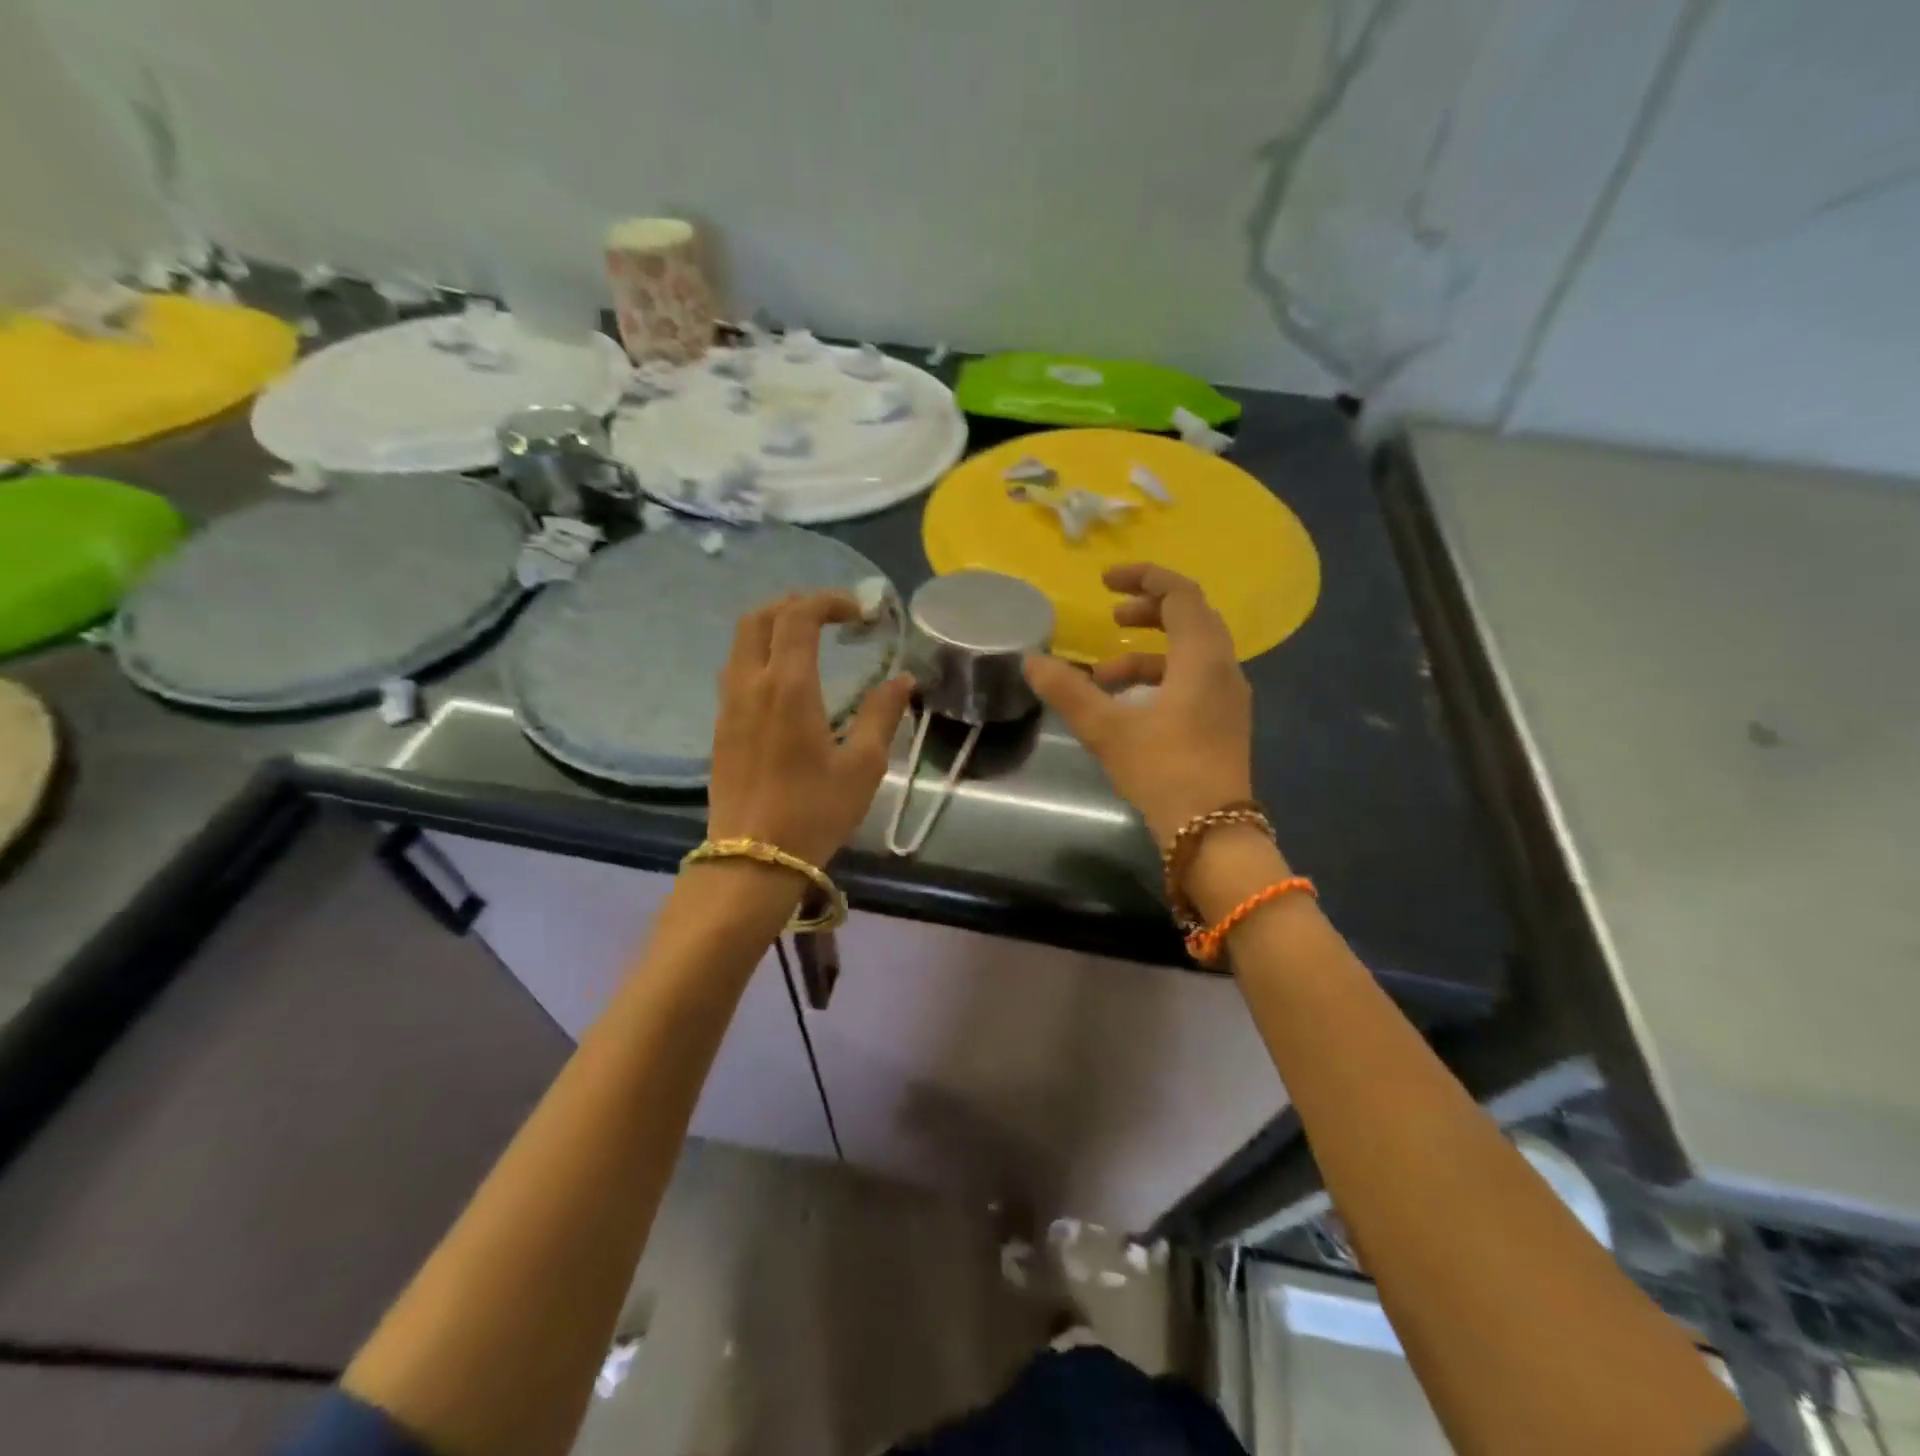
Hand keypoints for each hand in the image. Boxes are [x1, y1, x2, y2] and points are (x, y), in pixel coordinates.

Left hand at [708, 591, 914, 867]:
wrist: (752, 860)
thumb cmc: (814, 813)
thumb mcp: (863, 766)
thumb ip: (883, 714)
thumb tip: (903, 679)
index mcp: (789, 688)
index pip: (798, 617)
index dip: (828, 601)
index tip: (860, 613)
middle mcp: (751, 685)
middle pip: (759, 618)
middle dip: (794, 604)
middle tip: (830, 616)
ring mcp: (729, 706)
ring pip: (741, 643)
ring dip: (773, 627)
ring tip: (809, 641)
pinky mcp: (721, 727)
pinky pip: (735, 671)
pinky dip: (760, 655)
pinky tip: (786, 682)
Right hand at [1023, 564, 1254, 844]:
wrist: (1213, 833)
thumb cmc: (1162, 770)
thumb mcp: (1107, 728)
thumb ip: (1068, 690)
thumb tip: (1031, 661)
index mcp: (1202, 657)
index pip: (1180, 594)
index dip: (1143, 578)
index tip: (1105, 581)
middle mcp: (1224, 668)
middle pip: (1190, 619)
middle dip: (1147, 613)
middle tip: (1111, 620)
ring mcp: (1229, 697)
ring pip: (1190, 654)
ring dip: (1146, 655)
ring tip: (1102, 678)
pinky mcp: (1225, 722)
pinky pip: (1194, 680)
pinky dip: (1160, 679)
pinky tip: (1129, 707)